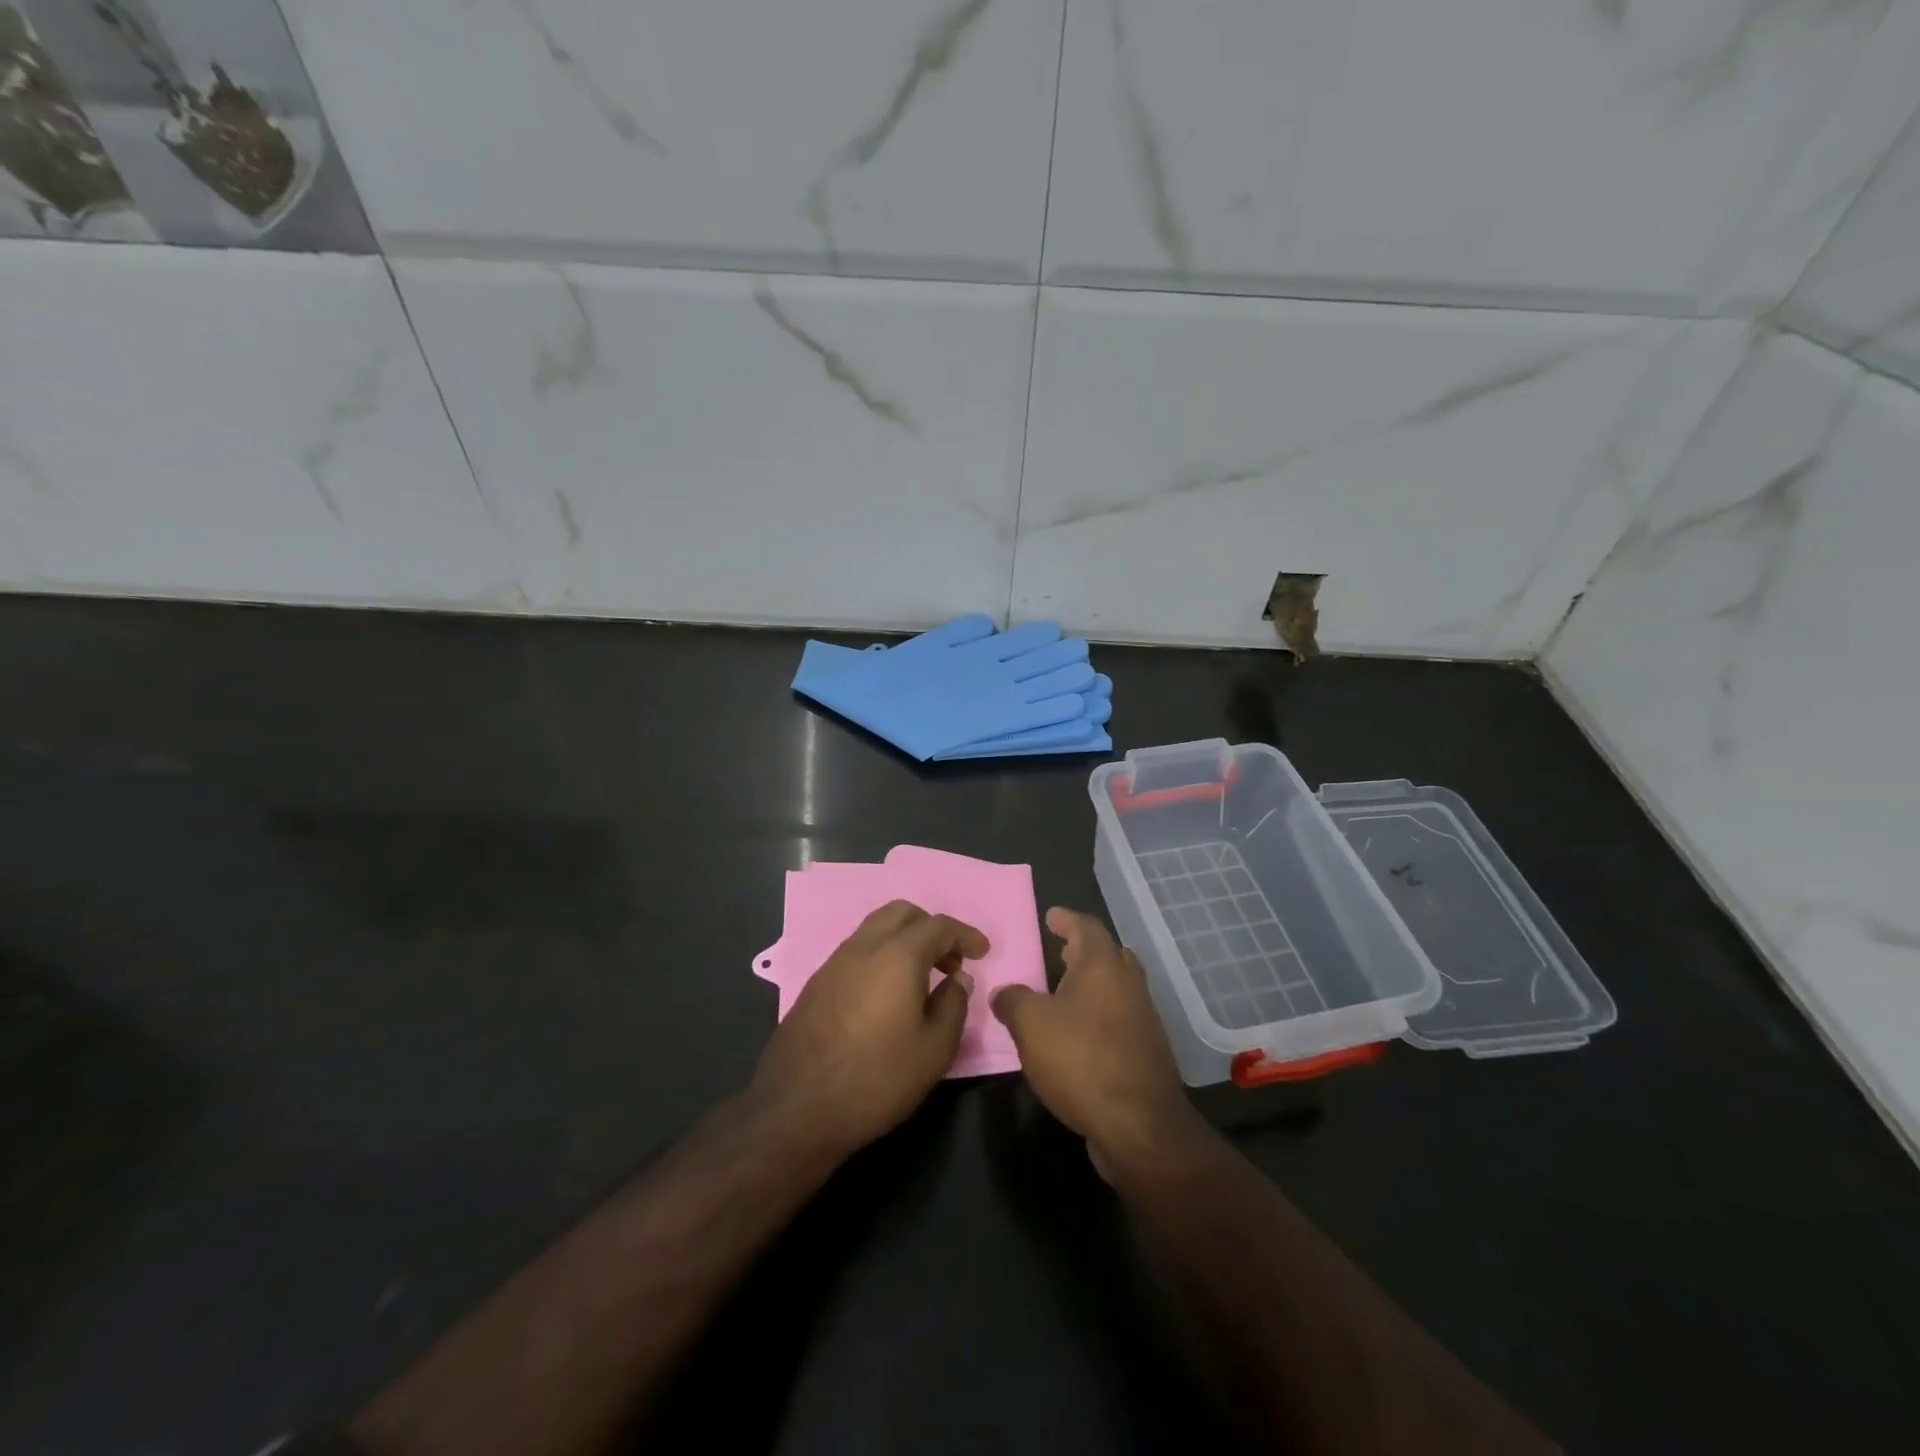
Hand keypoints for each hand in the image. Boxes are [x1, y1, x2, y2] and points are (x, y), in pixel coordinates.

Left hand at [748, 900, 986, 1160]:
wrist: (797, 1108)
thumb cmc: (877, 1079)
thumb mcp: (934, 1050)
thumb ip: (953, 1005)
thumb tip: (957, 978)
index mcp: (897, 955)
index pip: (938, 926)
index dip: (965, 935)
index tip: (982, 951)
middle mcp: (863, 947)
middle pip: (902, 913)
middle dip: (931, 927)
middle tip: (950, 960)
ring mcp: (834, 962)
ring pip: (875, 928)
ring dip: (904, 939)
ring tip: (922, 976)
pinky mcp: (816, 982)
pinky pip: (857, 950)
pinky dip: (881, 955)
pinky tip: (888, 992)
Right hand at [990, 907, 1205, 1182]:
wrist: (1139, 1126)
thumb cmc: (1081, 1060)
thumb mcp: (1030, 1025)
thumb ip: (1012, 1000)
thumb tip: (1004, 993)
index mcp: (1103, 966)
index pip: (1087, 927)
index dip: (1067, 919)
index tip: (1052, 916)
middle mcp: (1129, 985)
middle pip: (1109, 955)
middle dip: (1084, 951)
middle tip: (1061, 951)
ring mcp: (1143, 1020)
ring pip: (1117, 989)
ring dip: (1093, 986)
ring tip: (1064, 994)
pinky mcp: (1146, 1053)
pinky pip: (1120, 1020)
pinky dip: (1099, 1016)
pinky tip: (1078, 1036)